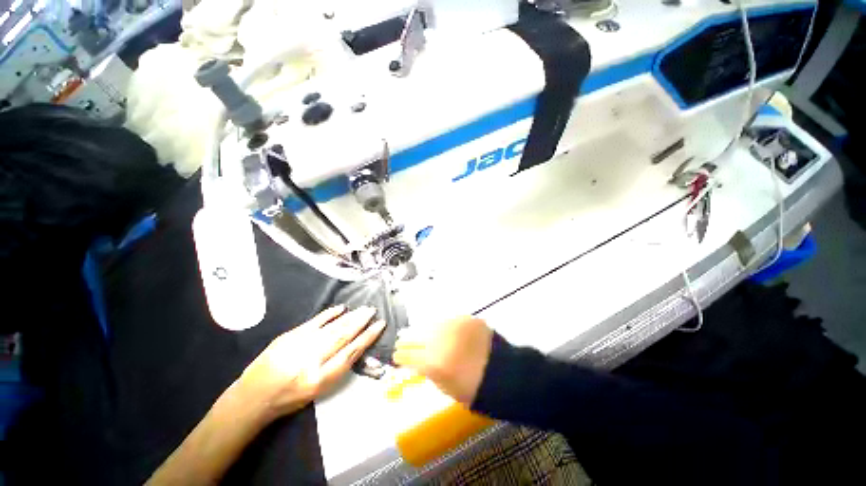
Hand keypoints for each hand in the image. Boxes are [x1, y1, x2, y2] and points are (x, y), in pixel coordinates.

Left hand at [237, 306, 384, 417]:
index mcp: (319, 379)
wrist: (253, 396)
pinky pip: (314, 321)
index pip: (350, 353)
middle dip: (361, 322)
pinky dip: (329, 314)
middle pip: (343, 337)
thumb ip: (337, 368)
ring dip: (350, 317)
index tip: (379, 325)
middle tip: (372, 311)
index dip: (367, 338)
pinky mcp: (289, 336)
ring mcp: (299, 345)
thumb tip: (356, 346)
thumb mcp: (317, 391)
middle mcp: (311, 360)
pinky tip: (341, 308)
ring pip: (332, 327)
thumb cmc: (289, 399)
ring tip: (363, 309)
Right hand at [393, 316, 493, 405]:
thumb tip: (417, 360)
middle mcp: (440, 340)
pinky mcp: (465, 318)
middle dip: (406, 341)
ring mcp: (453, 326)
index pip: (408, 355)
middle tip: (401, 341)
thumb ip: (428, 371)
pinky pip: (447, 320)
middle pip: (415, 337)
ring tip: (419, 334)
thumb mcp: (445, 387)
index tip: (396, 355)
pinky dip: (441, 326)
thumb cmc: (473, 388)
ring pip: (429, 325)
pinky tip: (440, 330)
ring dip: (422, 331)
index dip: (400, 356)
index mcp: (433, 363)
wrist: (502, 373)